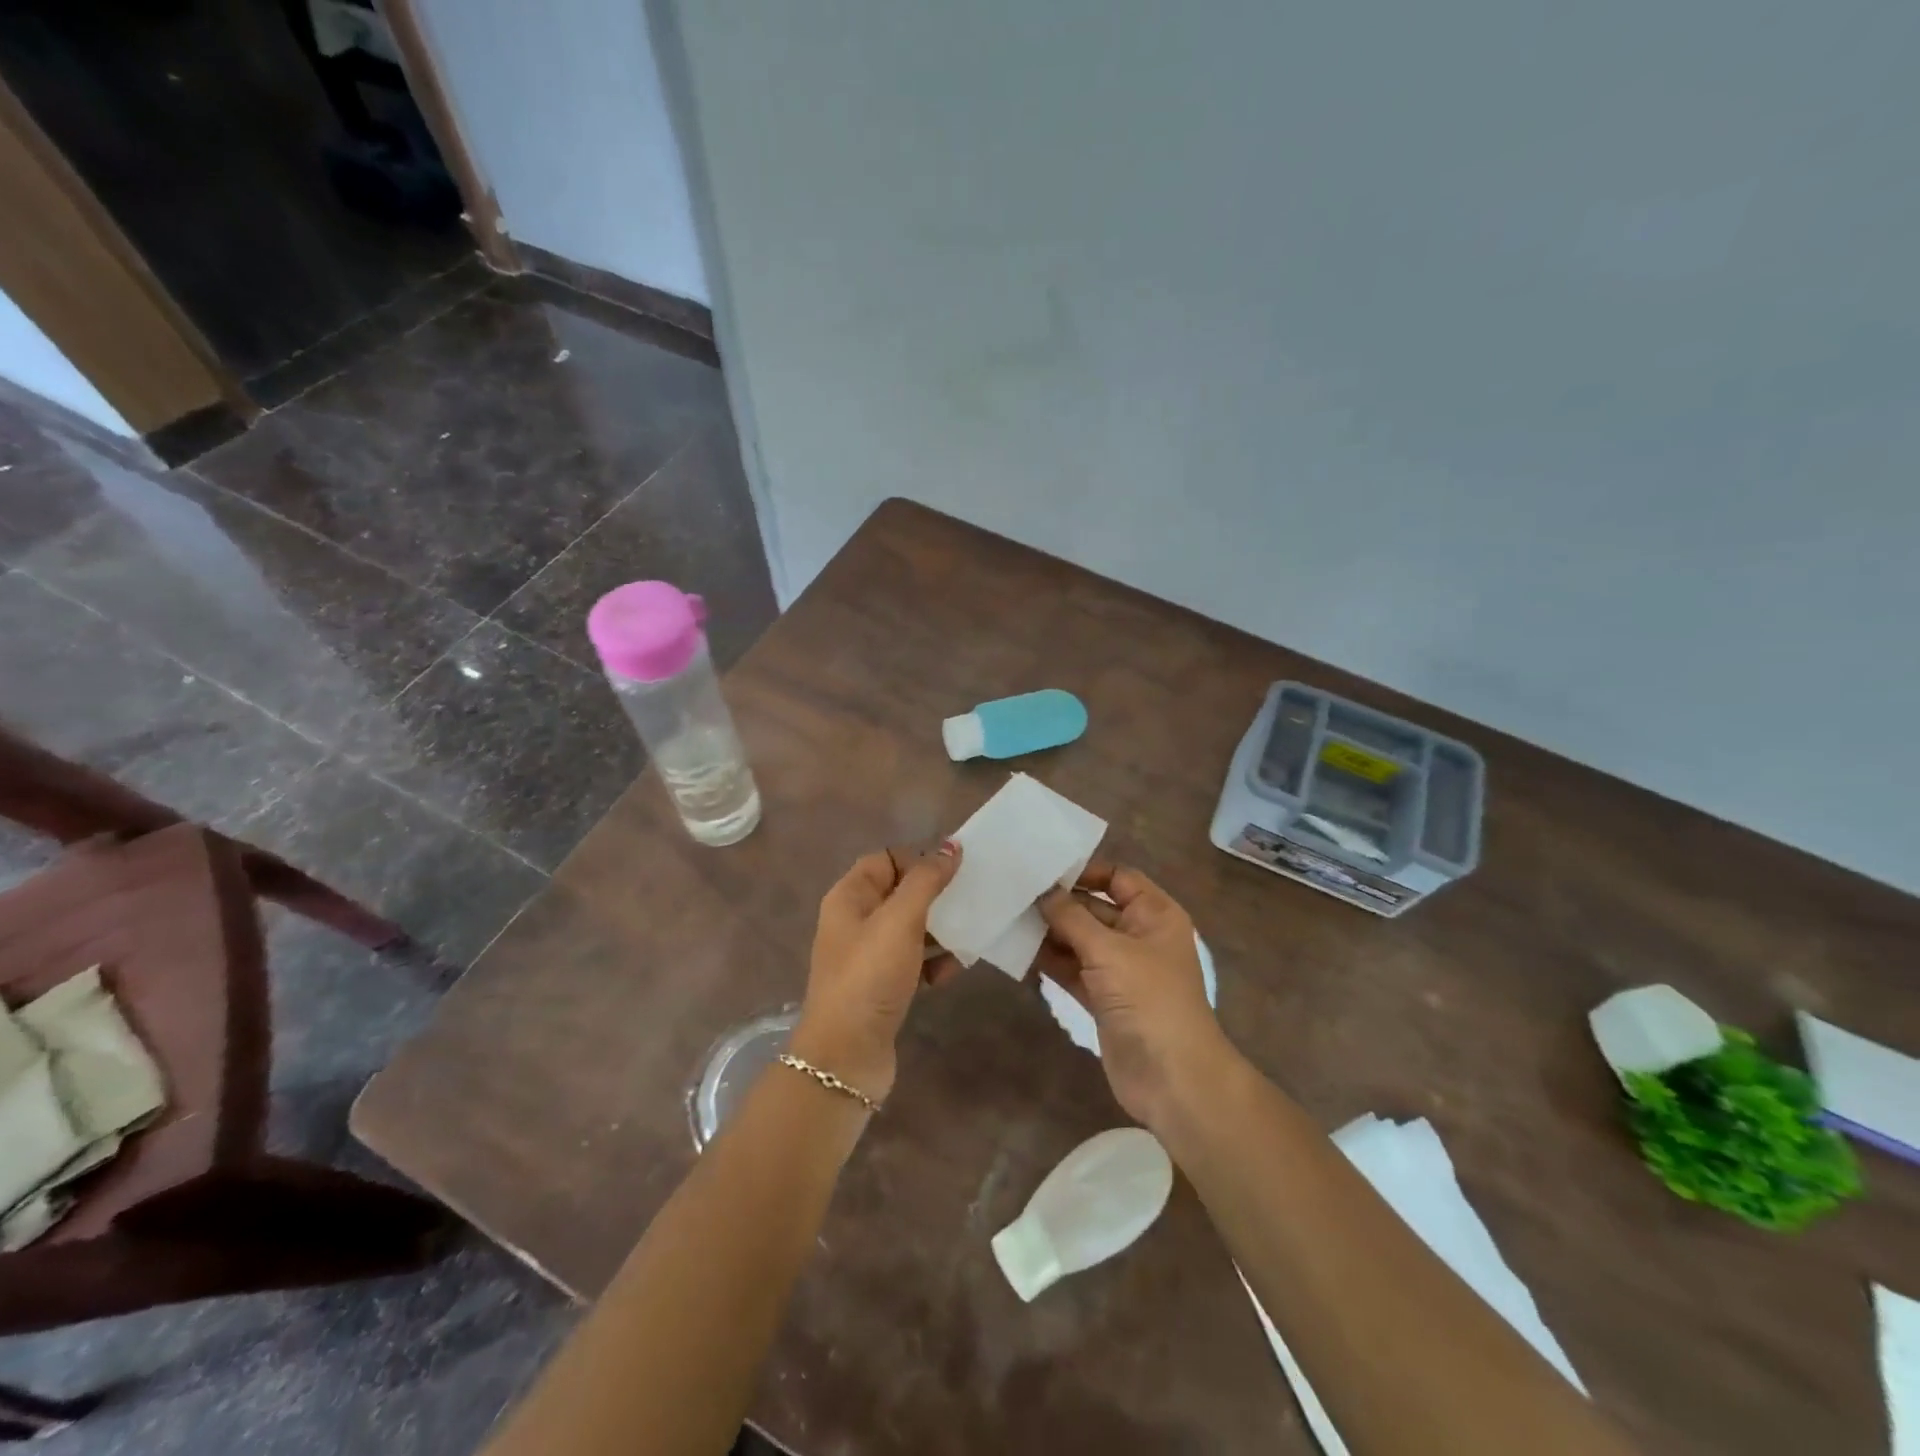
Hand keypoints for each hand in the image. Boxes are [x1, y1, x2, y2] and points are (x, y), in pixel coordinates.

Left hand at [790, 842, 962, 1104]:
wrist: (846, 1056)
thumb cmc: (869, 976)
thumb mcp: (899, 920)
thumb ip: (926, 880)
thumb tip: (950, 846)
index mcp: (849, 897)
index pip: (885, 859)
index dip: (918, 859)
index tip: (954, 868)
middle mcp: (855, 922)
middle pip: (901, 893)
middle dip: (936, 894)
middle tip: (973, 895)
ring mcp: (868, 957)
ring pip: (911, 929)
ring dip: (941, 929)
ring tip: (974, 929)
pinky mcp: (883, 987)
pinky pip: (914, 962)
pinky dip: (935, 962)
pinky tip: (956, 968)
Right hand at [1038, 863, 1234, 1132]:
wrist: (1172, 1078)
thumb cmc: (1148, 999)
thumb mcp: (1109, 950)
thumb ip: (1071, 917)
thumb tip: (1043, 891)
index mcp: (1154, 914)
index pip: (1118, 877)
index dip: (1085, 871)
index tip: (1044, 869)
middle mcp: (1138, 936)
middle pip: (1094, 908)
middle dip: (1058, 903)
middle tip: (1014, 892)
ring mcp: (1120, 970)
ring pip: (1079, 940)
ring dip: (1049, 933)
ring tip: (1008, 918)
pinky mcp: (1103, 998)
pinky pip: (1073, 970)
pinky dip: (1051, 962)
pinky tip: (1019, 951)